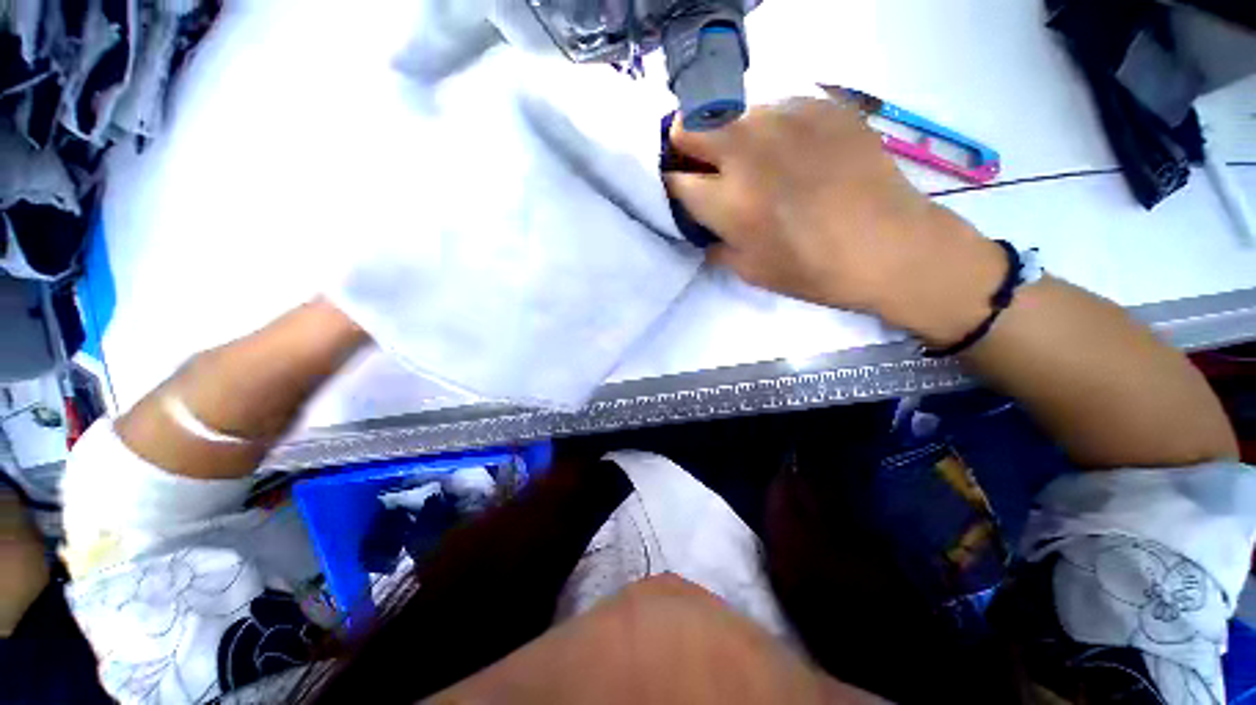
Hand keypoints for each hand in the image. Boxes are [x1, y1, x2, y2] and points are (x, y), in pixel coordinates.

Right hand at [665, 98, 1004, 345]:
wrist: (889, 246)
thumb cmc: (812, 269)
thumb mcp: (748, 270)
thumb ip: (714, 242)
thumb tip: (702, 224)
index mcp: (726, 199)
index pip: (671, 179)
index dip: (671, 186)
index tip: (682, 193)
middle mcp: (746, 149)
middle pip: (687, 125)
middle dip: (685, 146)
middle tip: (705, 167)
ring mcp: (784, 118)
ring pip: (731, 113)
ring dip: (730, 137)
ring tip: (757, 160)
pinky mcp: (819, 104)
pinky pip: (775, 108)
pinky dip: (771, 128)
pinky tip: (794, 150)